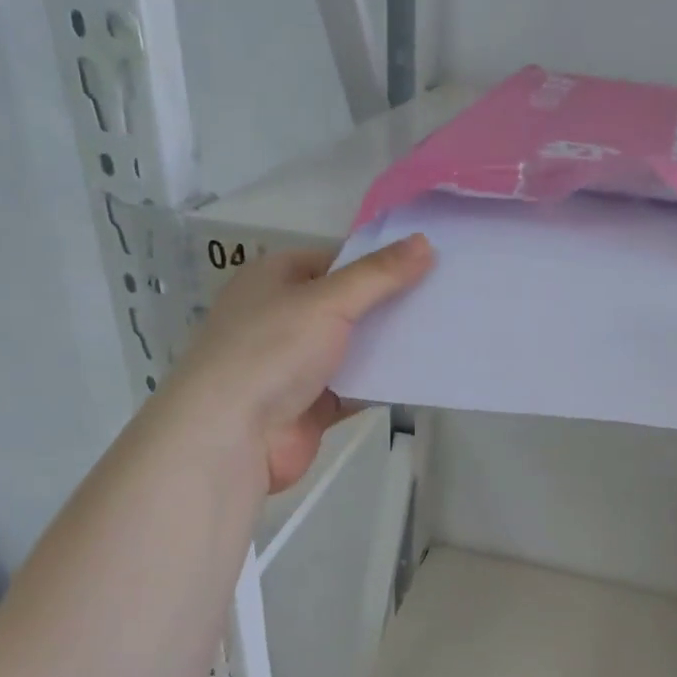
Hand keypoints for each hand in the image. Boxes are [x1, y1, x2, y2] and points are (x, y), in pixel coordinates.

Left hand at [164, 235, 433, 492]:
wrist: (232, 435)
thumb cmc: (272, 350)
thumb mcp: (328, 301)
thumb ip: (378, 275)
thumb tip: (424, 242)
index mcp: (275, 279)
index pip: (335, 260)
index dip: (378, 262)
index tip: (428, 264)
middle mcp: (283, 317)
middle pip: (347, 305)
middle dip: (390, 305)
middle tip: (444, 299)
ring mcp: (296, 364)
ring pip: (353, 349)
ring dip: (389, 346)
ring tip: (444, 334)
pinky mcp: (311, 405)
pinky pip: (355, 388)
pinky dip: (382, 384)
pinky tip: (422, 376)